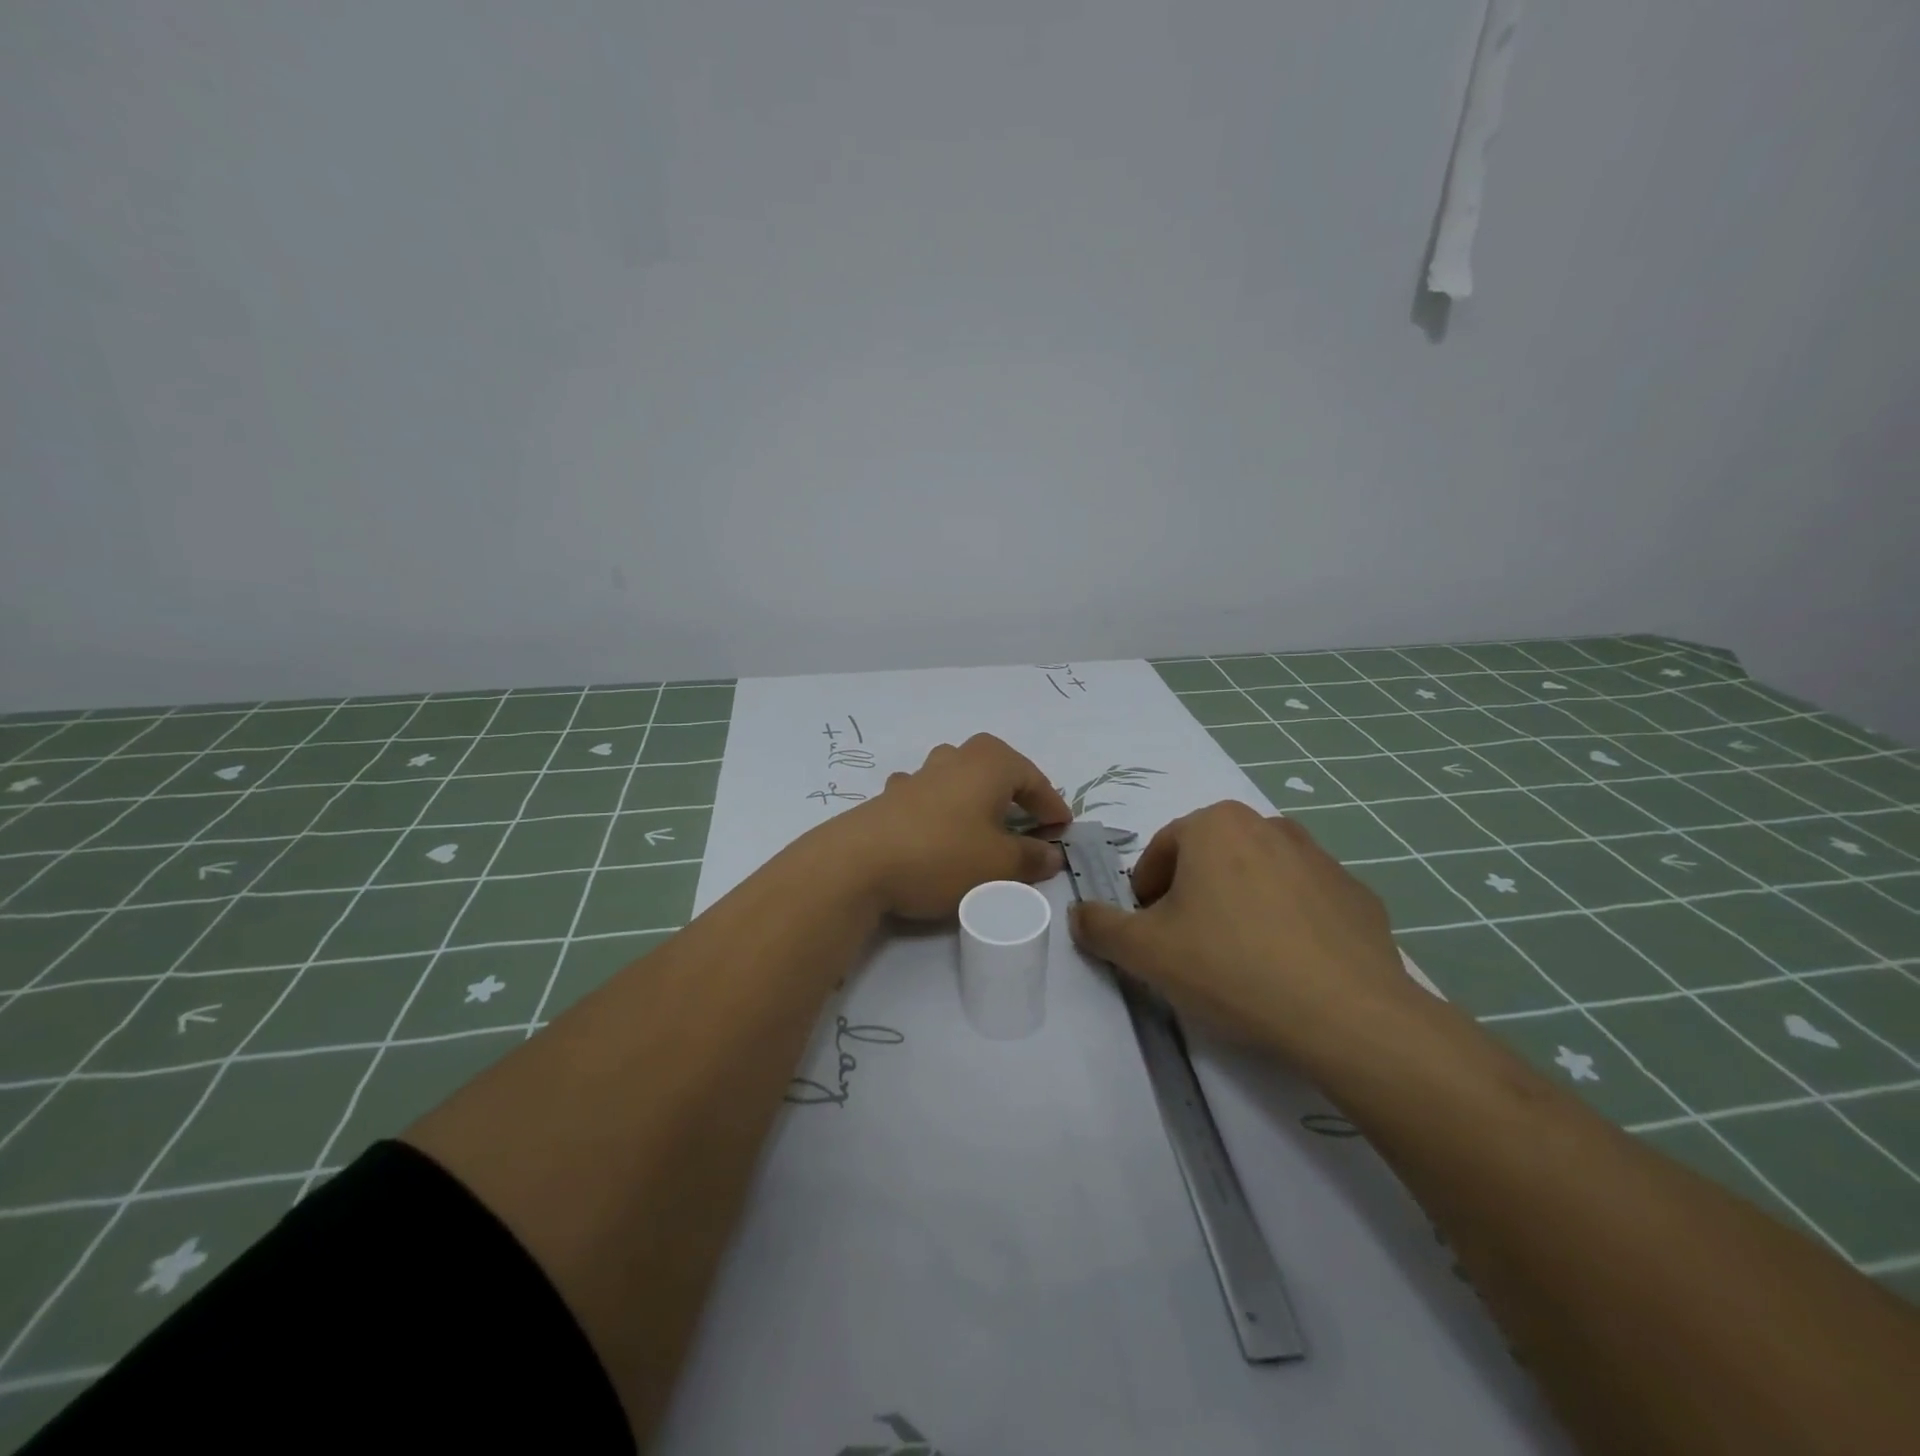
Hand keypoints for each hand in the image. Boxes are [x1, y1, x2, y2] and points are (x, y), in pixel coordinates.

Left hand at [828, 734, 1071, 920]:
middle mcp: (955, 759)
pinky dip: (941, 809)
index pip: (1033, 779)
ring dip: (975, 796)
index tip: (1062, 830)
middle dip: (1014, 792)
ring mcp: (918, 775)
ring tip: (984, 823)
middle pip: (995, 767)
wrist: (859, 863)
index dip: (1051, 806)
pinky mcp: (890, 798)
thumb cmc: (943, 855)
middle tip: (1028, 820)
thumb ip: (1031, 858)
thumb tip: (1051, 855)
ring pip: (958, 776)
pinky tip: (937, 828)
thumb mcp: (999, 865)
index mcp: (989, 763)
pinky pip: (928, 795)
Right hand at [1067, 801, 1421, 1058]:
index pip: (1161, 851)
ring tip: (1240, 959)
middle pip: (1210, 858)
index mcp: (1215, 824)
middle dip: (1192, 896)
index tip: (1150, 934)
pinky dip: (1289, 923)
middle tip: (1189, 946)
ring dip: (1240, 905)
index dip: (1146, 894)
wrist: (1348, 1015)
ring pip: (1258, 876)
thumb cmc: (1231, 967)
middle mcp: (1268, 825)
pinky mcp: (1358, 894)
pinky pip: (1305, 901)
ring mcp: (1321, 857)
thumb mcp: (1144, 952)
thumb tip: (1079, 914)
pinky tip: (1289, 968)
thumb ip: (1100, 926)